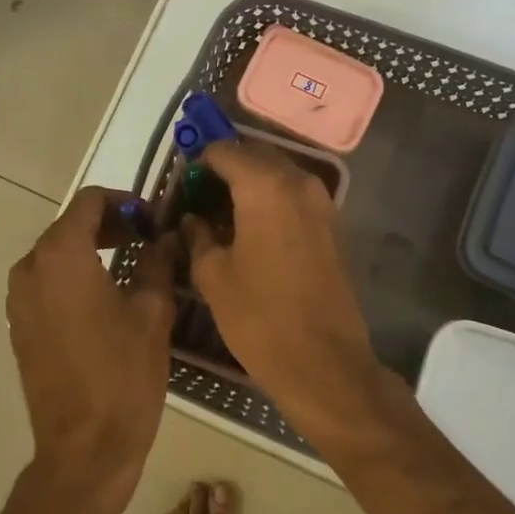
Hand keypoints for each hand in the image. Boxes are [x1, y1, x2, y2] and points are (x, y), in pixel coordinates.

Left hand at [6, 188, 178, 506]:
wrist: (84, 449)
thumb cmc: (123, 375)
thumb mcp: (152, 312)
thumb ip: (158, 262)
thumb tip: (167, 238)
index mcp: (62, 255)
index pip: (89, 201)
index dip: (125, 202)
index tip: (153, 220)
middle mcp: (31, 268)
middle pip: (69, 225)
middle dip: (109, 224)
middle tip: (148, 238)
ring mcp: (19, 299)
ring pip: (55, 254)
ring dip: (91, 249)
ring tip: (131, 264)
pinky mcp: (19, 326)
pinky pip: (46, 282)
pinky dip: (73, 275)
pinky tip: (105, 296)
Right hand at [181, 142, 385, 425]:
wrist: (324, 362)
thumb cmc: (259, 317)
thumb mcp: (213, 276)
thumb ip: (198, 236)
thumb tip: (192, 219)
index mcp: (264, 186)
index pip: (223, 151)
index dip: (197, 164)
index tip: (181, 188)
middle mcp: (298, 182)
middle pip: (254, 155)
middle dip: (225, 169)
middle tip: (199, 199)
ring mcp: (322, 202)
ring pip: (277, 174)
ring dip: (249, 184)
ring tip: (223, 216)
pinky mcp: (333, 224)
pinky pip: (294, 195)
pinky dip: (271, 200)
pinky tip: (252, 230)